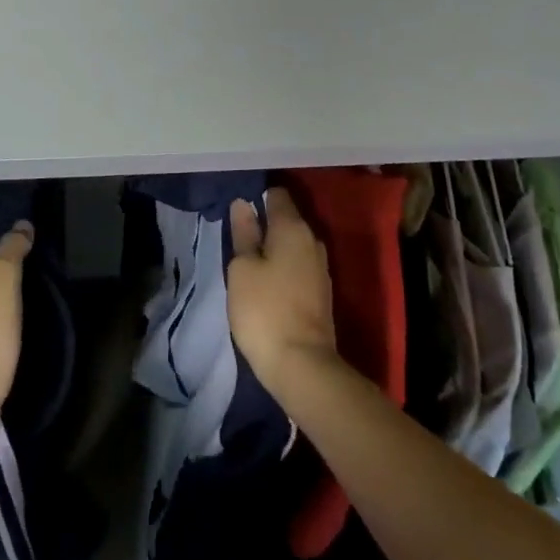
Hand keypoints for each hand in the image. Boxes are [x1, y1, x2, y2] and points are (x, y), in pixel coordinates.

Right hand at [227, 188, 340, 397]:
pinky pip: (299, 266)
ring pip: (293, 244)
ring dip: (274, 248)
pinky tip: (267, 281)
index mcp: (293, 228)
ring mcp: (321, 268)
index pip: (277, 194)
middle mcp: (312, 240)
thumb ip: (243, 234)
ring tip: (249, 259)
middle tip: (238, 236)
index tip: (238, 208)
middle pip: (287, 219)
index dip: (257, 196)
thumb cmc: (264, 310)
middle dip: (265, 223)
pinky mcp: (322, 292)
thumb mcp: (242, 269)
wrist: (303, 365)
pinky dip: (283, 267)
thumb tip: (243, 204)